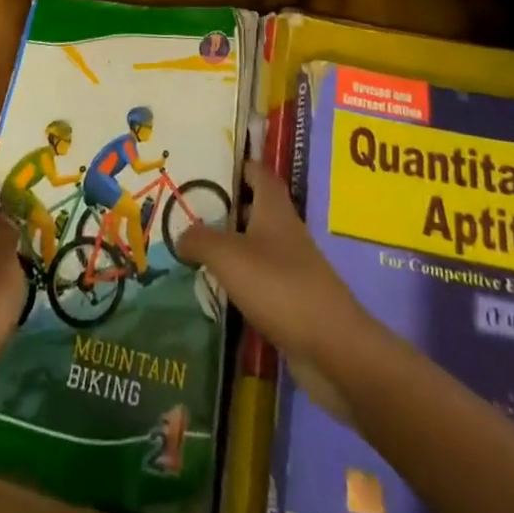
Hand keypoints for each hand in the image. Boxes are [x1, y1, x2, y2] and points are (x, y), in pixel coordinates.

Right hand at [176, 160, 368, 371]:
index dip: (236, 165)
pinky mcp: (292, 298)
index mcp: (274, 208)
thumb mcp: (229, 256)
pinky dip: (239, 279)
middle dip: (224, 208)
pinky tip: (215, 288)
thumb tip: (181, 235)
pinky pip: (259, 279)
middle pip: (254, 207)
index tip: (206, 167)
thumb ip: (200, 240)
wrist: (332, 347)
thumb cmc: (279, 285)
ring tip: (192, 250)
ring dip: (228, 246)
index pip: (258, 171)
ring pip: (254, 244)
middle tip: (187, 211)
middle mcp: (284, 230)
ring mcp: (291, 265)